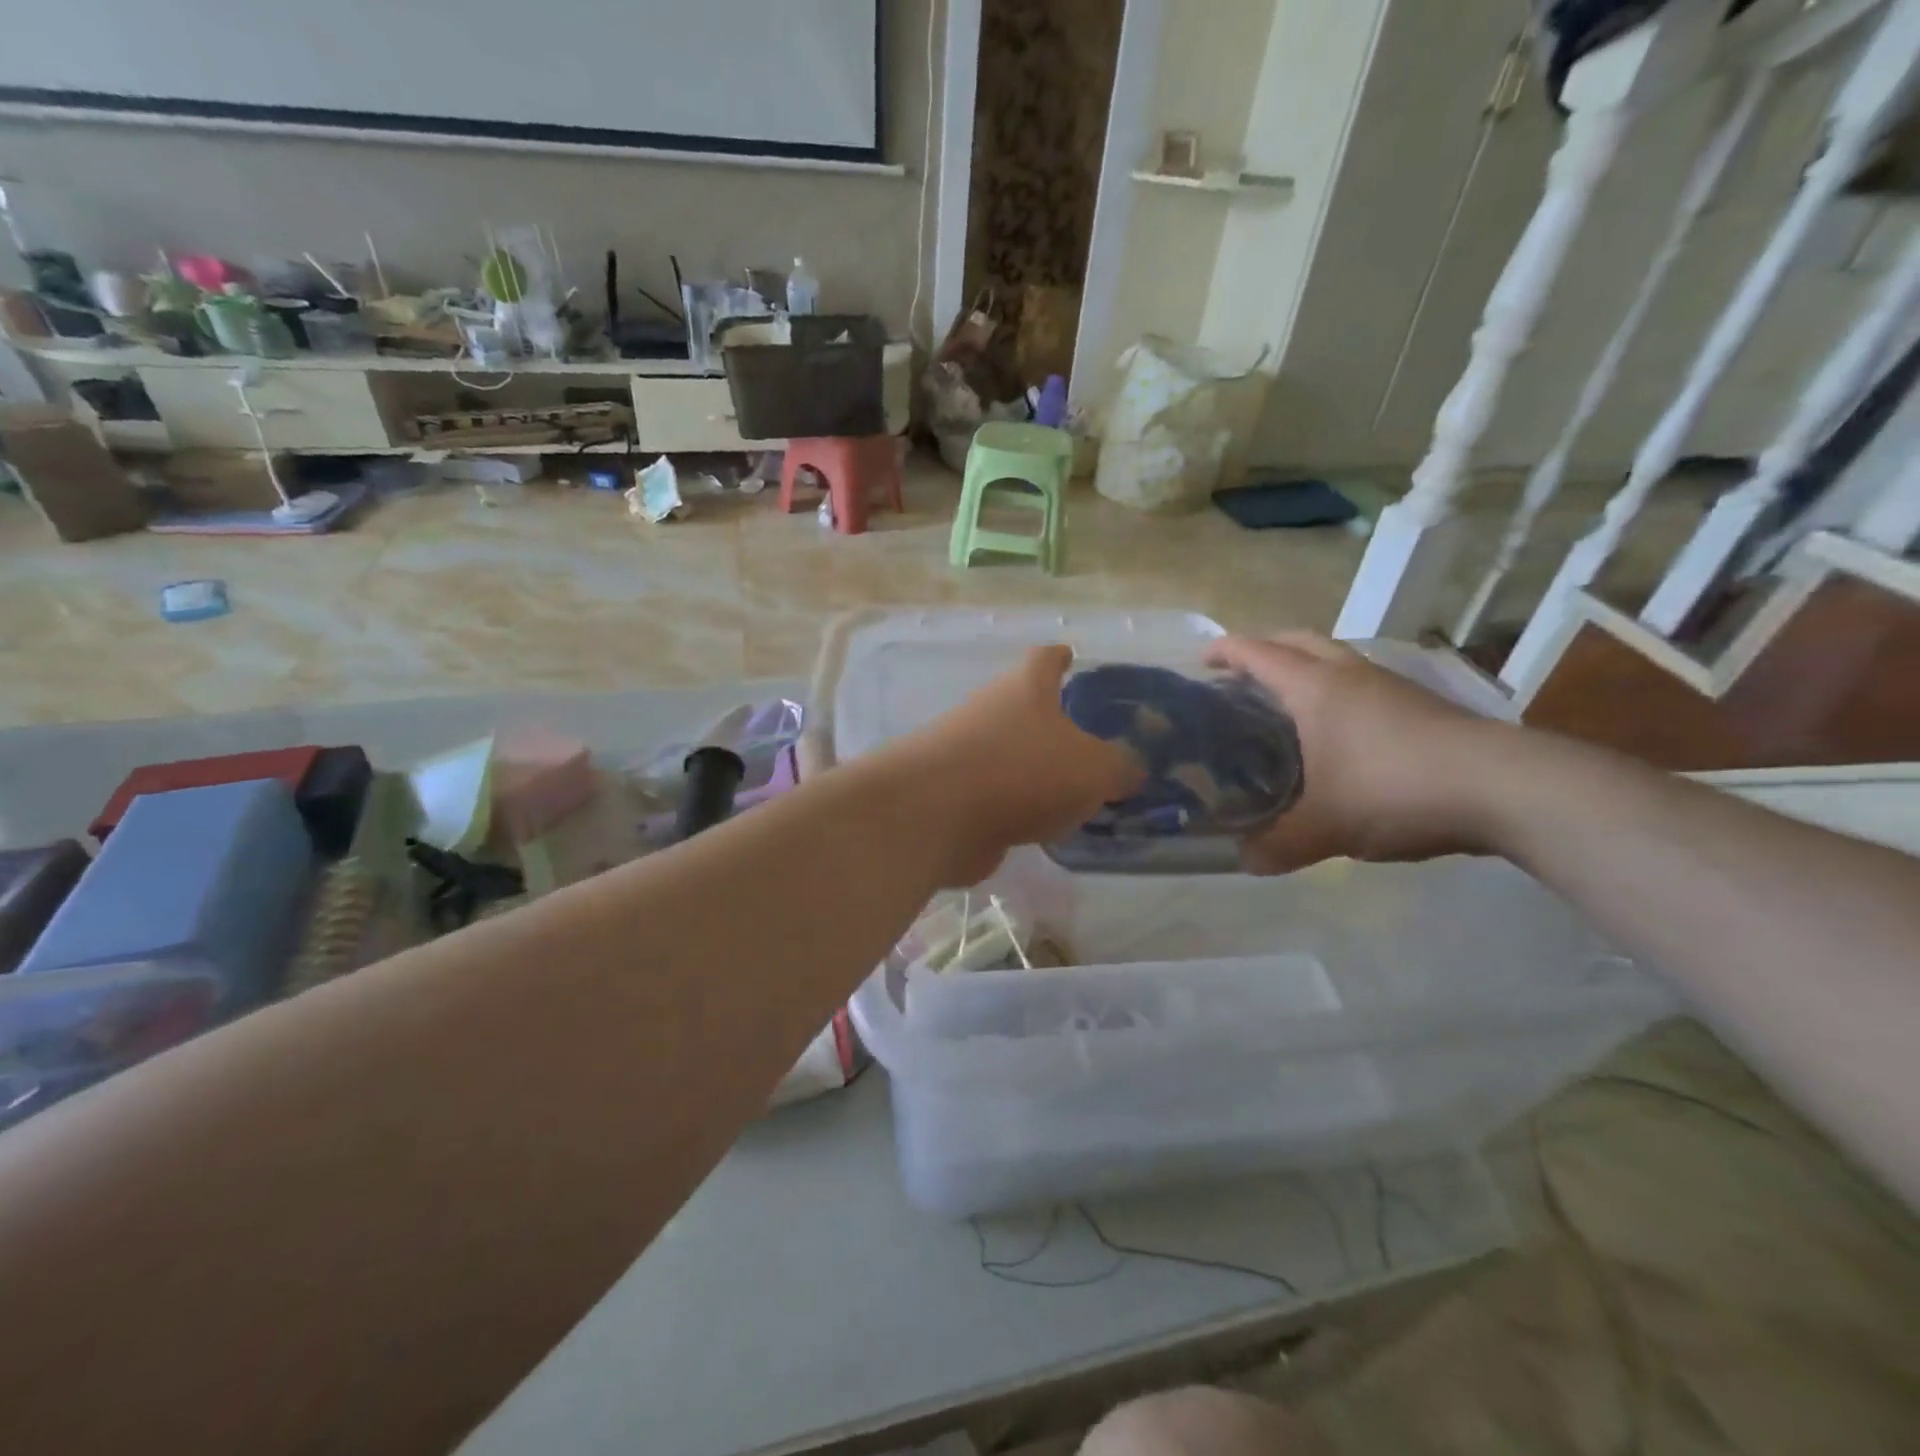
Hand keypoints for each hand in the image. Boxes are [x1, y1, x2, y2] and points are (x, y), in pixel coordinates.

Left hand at [890, 645, 1143, 885]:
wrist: (936, 813)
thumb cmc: (1023, 770)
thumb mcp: (1093, 769)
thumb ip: (1119, 768)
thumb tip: (1130, 770)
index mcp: (1025, 688)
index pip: (1045, 659)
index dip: (1060, 657)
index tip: (1070, 655)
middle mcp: (990, 711)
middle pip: (1023, 708)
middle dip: (1051, 723)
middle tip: (1086, 743)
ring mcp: (964, 753)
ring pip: (1008, 754)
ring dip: (1033, 770)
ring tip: (1072, 793)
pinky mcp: (951, 795)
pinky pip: (994, 796)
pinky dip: (1015, 807)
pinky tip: (1040, 828)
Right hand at [1205, 633, 1500, 873]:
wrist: (1504, 788)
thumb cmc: (1394, 789)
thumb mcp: (1324, 828)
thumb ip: (1277, 845)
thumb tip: (1244, 861)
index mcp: (1315, 689)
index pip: (1258, 654)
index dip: (1225, 651)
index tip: (1200, 661)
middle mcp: (1349, 675)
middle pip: (1297, 641)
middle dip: (1263, 650)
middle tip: (1238, 678)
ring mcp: (1389, 686)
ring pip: (1334, 659)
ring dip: (1304, 669)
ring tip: (1283, 705)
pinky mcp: (1421, 705)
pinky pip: (1361, 683)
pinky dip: (1336, 692)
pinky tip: (1337, 733)